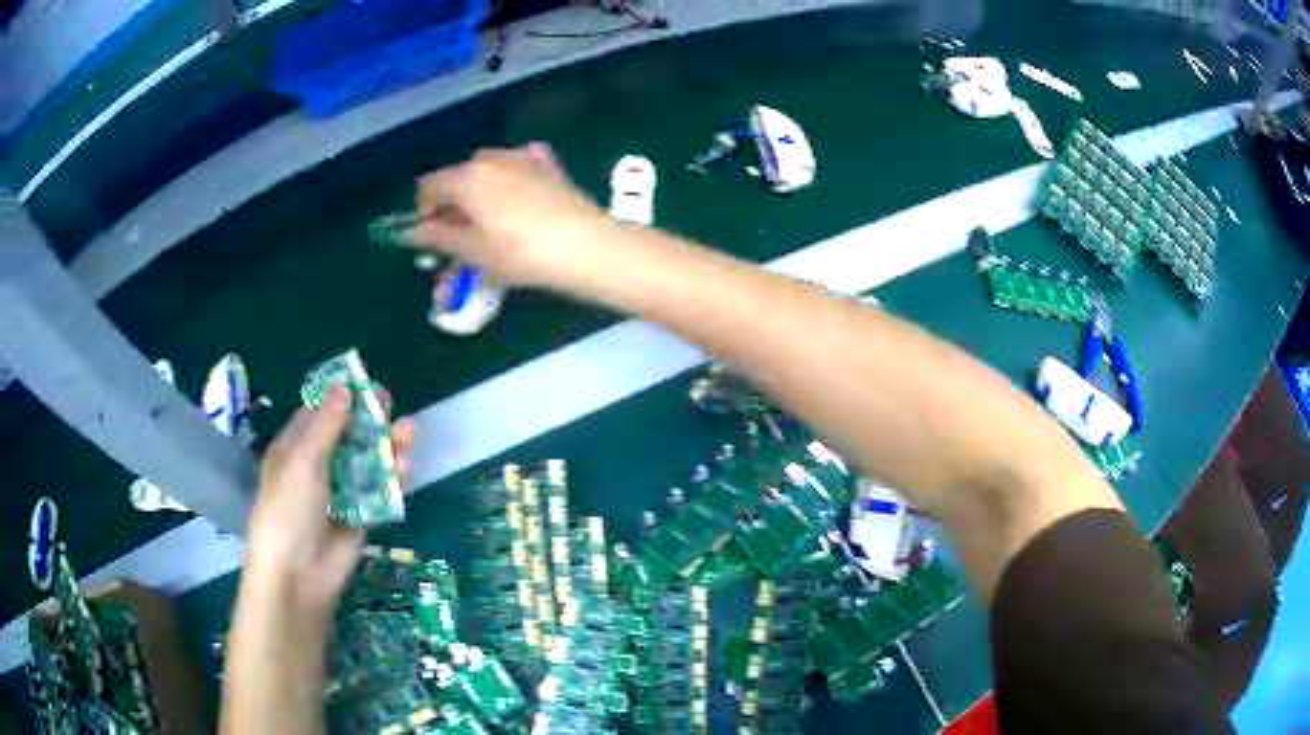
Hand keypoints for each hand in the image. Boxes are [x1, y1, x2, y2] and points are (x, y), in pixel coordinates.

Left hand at [246, 385, 415, 616]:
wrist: (298, 577)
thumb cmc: (288, 512)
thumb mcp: (302, 463)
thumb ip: (326, 427)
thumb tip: (344, 387)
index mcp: (295, 449)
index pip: (319, 414)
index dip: (341, 398)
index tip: (366, 384)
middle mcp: (317, 467)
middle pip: (347, 435)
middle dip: (369, 420)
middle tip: (391, 404)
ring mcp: (340, 493)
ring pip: (367, 462)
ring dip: (386, 447)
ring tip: (409, 434)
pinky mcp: (360, 517)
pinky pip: (378, 492)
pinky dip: (392, 479)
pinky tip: (405, 468)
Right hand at [405, 143, 611, 286]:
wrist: (586, 246)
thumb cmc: (520, 253)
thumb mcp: (472, 251)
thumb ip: (436, 237)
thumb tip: (410, 231)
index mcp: (467, 176)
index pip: (428, 186)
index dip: (423, 212)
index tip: (431, 238)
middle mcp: (492, 157)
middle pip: (458, 177)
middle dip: (453, 204)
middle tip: (460, 238)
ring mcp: (523, 156)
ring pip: (487, 172)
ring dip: (480, 194)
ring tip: (490, 227)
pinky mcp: (549, 164)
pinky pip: (516, 169)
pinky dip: (508, 184)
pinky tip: (519, 207)